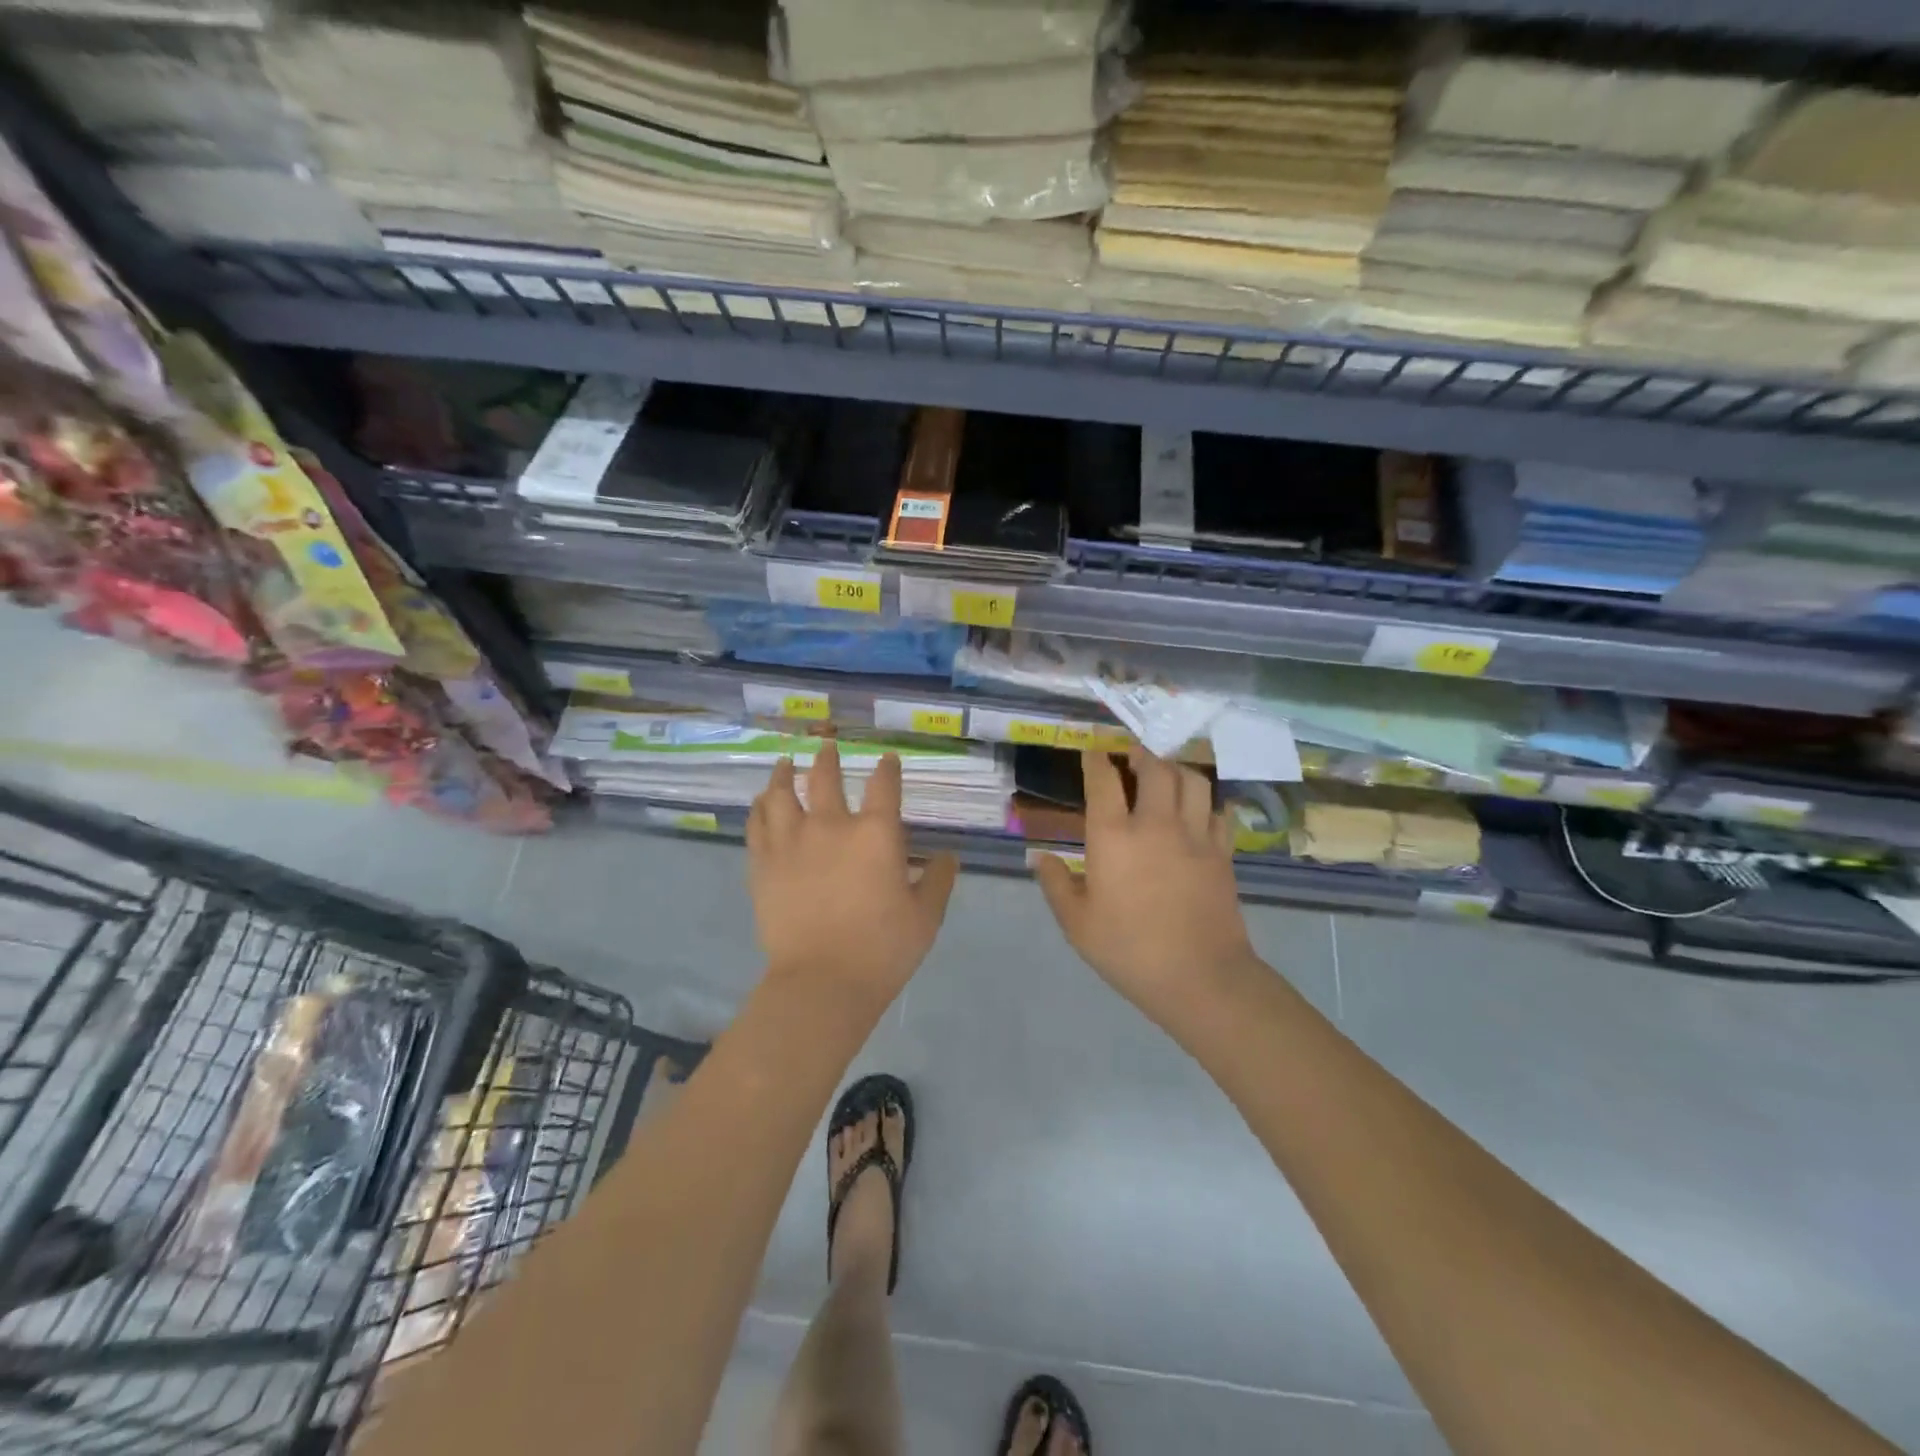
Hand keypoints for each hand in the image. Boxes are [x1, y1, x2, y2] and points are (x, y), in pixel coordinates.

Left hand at [747, 741, 958, 1007]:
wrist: (822, 982)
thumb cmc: (882, 949)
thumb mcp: (925, 916)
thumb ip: (938, 880)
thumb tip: (948, 856)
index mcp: (875, 834)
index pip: (884, 786)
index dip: (887, 769)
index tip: (887, 760)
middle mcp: (831, 826)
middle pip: (824, 778)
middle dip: (827, 758)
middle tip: (826, 745)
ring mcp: (791, 842)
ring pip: (781, 793)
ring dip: (784, 774)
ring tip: (784, 763)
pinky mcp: (763, 864)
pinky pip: (757, 824)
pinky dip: (759, 807)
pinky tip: (760, 801)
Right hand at [1036, 748, 1257, 1028]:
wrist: (1201, 977)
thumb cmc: (1129, 950)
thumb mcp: (1077, 924)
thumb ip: (1056, 884)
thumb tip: (1040, 857)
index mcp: (1114, 837)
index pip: (1103, 780)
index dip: (1095, 759)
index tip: (1091, 751)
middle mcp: (1156, 824)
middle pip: (1154, 767)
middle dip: (1141, 753)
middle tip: (1131, 755)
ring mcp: (1195, 835)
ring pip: (1192, 780)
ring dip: (1175, 769)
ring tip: (1165, 772)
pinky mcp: (1222, 852)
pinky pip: (1216, 810)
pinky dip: (1204, 801)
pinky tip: (1196, 810)